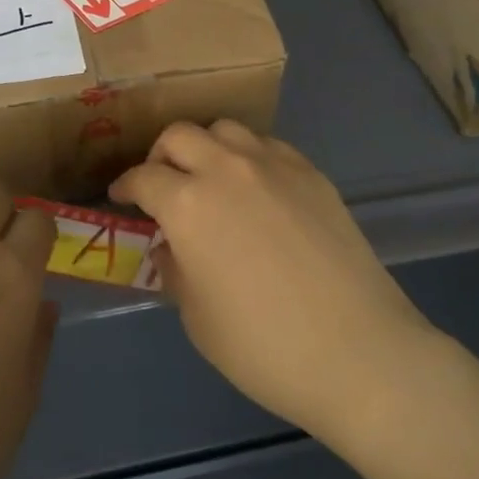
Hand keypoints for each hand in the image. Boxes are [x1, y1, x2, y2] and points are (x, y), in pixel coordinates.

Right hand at [110, 121, 435, 439]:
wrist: (356, 348)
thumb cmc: (264, 346)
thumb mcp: (198, 318)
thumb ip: (176, 270)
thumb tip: (172, 245)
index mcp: (189, 204)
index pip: (143, 178)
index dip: (125, 186)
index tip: (121, 197)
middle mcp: (227, 169)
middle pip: (180, 135)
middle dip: (161, 155)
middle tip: (162, 184)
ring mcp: (273, 164)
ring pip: (226, 129)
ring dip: (207, 147)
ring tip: (209, 179)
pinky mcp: (310, 171)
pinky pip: (268, 146)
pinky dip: (248, 157)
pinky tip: (256, 189)